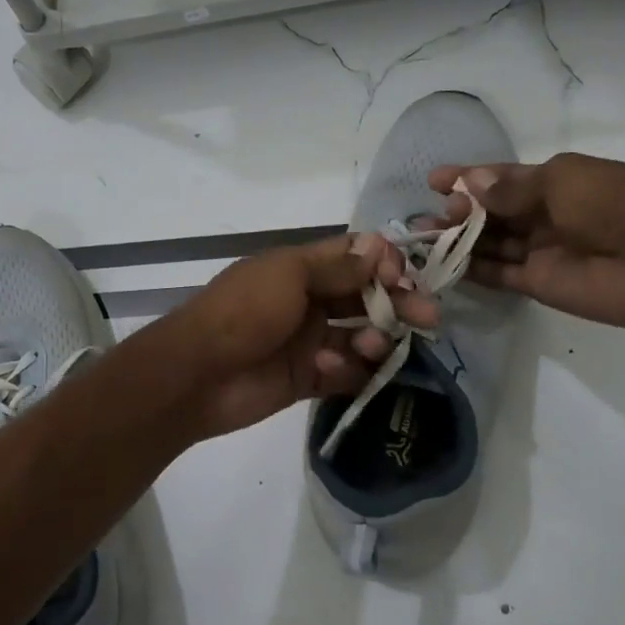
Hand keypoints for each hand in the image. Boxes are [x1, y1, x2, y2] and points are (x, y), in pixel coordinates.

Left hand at [159, 234, 438, 438]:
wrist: (197, 375)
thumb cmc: (242, 312)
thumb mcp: (288, 275)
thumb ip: (336, 266)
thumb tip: (379, 246)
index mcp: (299, 269)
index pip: (354, 259)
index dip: (384, 264)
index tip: (406, 276)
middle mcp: (308, 302)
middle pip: (365, 299)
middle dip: (396, 304)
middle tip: (427, 317)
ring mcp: (308, 341)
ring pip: (360, 337)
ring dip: (375, 340)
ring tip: (373, 348)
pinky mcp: (307, 379)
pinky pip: (344, 373)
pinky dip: (349, 371)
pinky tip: (334, 368)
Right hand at [427, 153, 624, 331]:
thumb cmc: (615, 205)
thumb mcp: (562, 181)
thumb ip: (511, 188)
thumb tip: (469, 183)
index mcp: (559, 181)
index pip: (504, 178)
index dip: (469, 177)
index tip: (434, 180)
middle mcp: (547, 214)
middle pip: (493, 211)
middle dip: (460, 209)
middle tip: (433, 214)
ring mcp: (541, 251)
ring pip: (490, 242)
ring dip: (458, 238)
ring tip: (425, 237)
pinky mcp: (537, 283)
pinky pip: (496, 274)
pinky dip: (470, 269)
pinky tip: (441, 263)